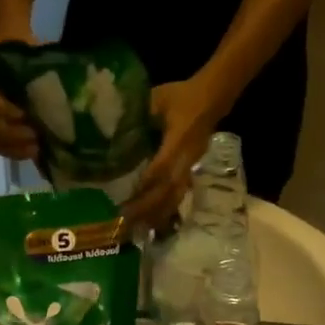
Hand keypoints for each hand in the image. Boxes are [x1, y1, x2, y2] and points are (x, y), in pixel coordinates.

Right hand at [0, 30, 41, 160]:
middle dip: (12, 134)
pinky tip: (34, 151)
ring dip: (16, 146)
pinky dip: (16, 152)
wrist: (13, 46)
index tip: (24, 114)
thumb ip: (33, 63)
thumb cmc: (21, 45)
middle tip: (35, 135)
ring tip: (37, 146)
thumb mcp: (26, 45)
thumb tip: (53, 90)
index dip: (1, 109)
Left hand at [125, 75, 230, 228]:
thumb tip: (112, 128)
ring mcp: (190, 167)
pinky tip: (153, 223)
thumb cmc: (182, 96)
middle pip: (168, 189)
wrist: (211, 98)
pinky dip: (165, 210)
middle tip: (127, 220)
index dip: (146, 184)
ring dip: (157, 214)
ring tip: (139, 229)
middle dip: (148, 207)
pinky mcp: (190, 172)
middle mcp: (187, 158)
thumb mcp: (158, 97)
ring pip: (174, 196)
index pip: (162, 166)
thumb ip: (138, 112)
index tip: (128, 198)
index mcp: (180, 139)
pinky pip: (178, 195)